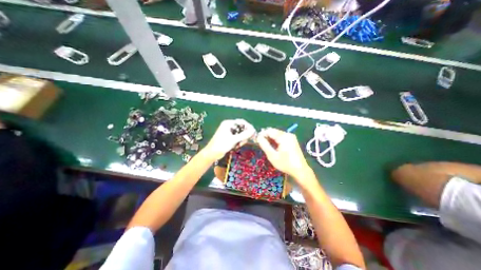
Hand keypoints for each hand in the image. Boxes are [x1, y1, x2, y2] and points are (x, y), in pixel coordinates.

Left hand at [203, 119, 254, 159]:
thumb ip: (244, 135)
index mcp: (228, 123)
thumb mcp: (233, 139)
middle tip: (244, 141)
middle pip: (242, 128)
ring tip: (239, 145)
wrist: (212, 154)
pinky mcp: (229, 138)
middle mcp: (229, 126)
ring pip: (240, 134)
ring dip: (242, 140)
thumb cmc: (221, 145)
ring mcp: (229, 132)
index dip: (248, 127)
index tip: (253, 133)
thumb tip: (253, 130)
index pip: (242, 122)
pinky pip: (237, 138)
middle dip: (244, 135)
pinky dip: (238, 142)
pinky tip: (237, 146)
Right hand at [257, 128, 314, 183]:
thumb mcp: (272, 156)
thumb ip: (264, 145)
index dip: (262, 134)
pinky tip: (274, 147)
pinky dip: (276, 141)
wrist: (300, 170)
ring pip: (277, 134)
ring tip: (267, 147)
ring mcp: (291, 137)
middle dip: (266, 137)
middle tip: (261, 145)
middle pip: (273, 131)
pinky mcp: (292, 140)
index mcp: (283, 137)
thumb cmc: (285, 164)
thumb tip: (258, 137)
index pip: (269, 130)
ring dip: (271, 139)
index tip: (257, 141)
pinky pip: (281, 137)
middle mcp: (288, 134)